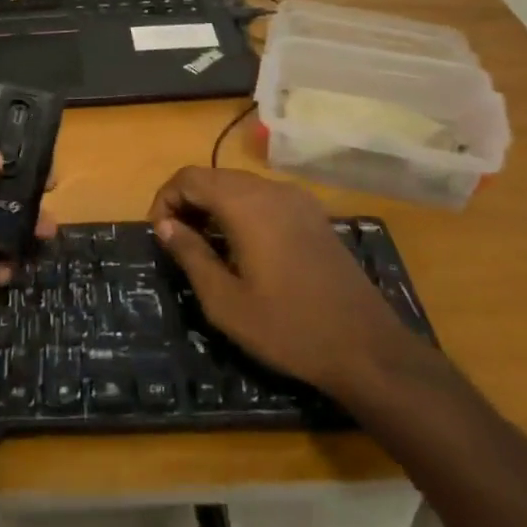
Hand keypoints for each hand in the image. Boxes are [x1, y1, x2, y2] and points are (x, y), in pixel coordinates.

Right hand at [149, 167, 423, 400]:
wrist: (367, 349)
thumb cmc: (288, 328)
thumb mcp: (225, 301)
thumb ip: (191, 255)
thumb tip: (166, 226)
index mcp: (246, 205)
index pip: (189, 177)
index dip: (165, 199)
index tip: (160, 235)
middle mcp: (271, 190)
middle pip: (214, 177)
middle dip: (187, 201)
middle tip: (177, 242)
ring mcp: (298, 200)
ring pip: (240, 185)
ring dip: (214, 206)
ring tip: (205, 247)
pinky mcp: (314, 216)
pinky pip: (265, 198)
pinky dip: (242, 211)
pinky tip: (243, 248)